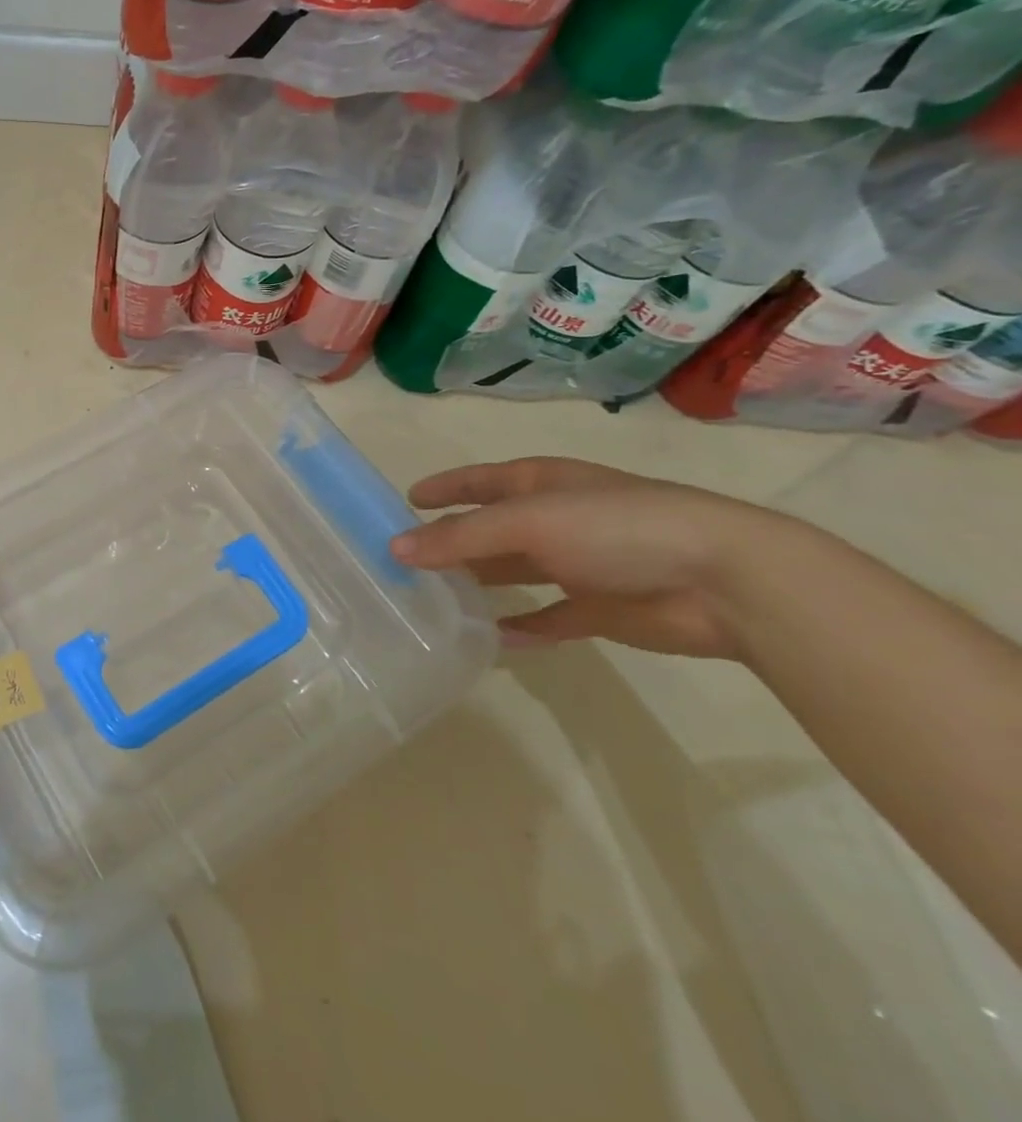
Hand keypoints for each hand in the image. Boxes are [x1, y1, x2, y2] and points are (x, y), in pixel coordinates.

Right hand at [389, 457, 778, 659]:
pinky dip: (522, 627)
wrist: (727, 583)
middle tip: (404, 560)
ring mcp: (579, 565)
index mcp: (542, 484)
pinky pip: (549, 618)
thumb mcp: (529, 522)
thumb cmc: (618, 529)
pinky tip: (491, 640)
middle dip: (451, 541)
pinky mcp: (600, 609)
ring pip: (514, 573)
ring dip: (479, 583)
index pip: (480, 481)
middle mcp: (556, 520)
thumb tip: (395, 549)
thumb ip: (460, 537)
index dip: (445, 488)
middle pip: (491, 529)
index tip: (406, 500)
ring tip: (433, 598)